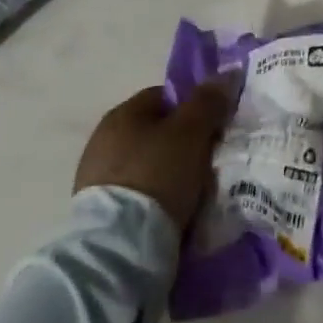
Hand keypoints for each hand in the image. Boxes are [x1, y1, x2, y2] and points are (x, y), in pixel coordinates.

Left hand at [75, 84, 232, 229]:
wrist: (119, 249)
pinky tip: (171, 216)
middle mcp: (103, 140)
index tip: (214, 131)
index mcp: (122, 114)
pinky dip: (153, 201)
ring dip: (168, 175)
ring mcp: (96, 179)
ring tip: (193, 196)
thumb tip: (226, 74)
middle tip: (207, 164)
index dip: (193, 109)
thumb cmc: (157, 175)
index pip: (164, 97)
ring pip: (146, 166)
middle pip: (155, 133)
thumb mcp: (191, 132)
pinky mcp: (97, 215)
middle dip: (181, 145)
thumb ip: (208, 101)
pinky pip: (136, 197)